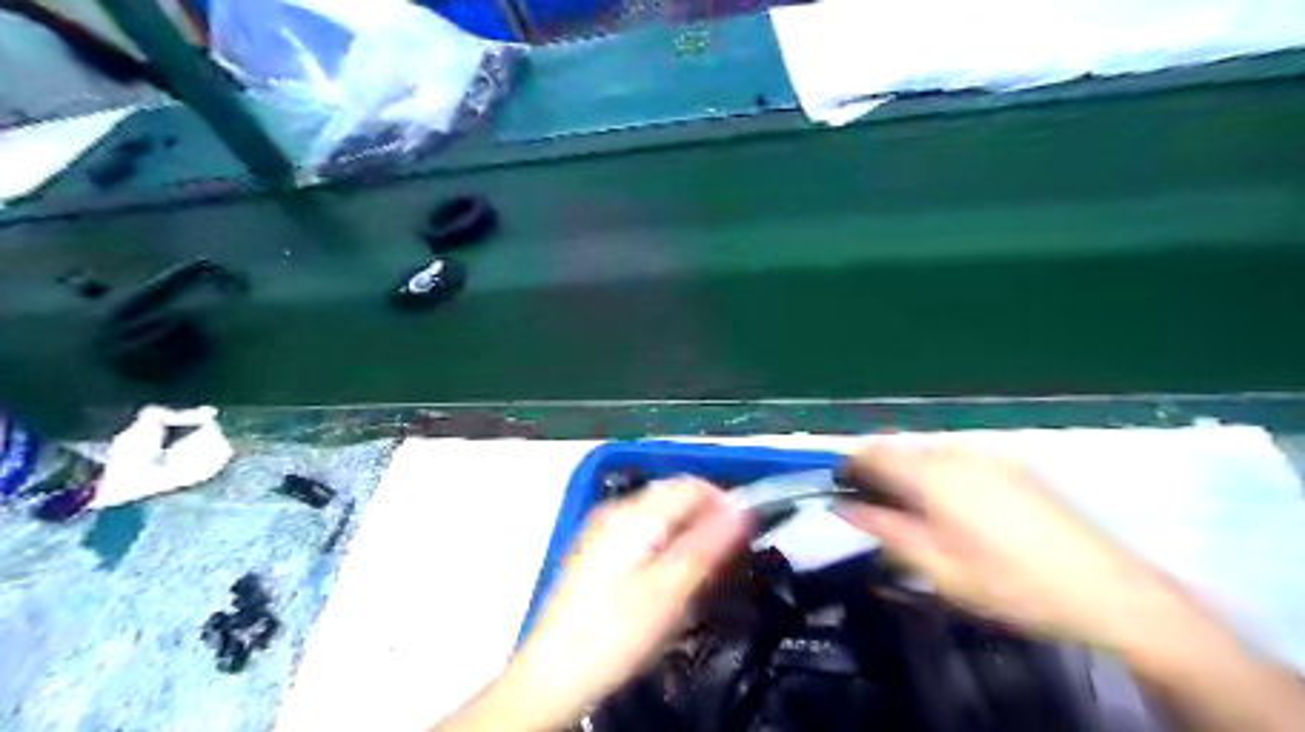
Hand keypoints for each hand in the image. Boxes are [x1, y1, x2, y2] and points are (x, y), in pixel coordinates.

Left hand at [508, 481, 754, 725]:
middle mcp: (616, 510)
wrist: (551, 675)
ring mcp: (601, 529)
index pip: (692, 485)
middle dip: (706, 519)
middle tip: (724, 562)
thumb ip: (707, 544)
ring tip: (698, 575)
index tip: (744, 538)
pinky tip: (664, 579)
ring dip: (686, 533)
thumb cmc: (616, 633)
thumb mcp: (670, 592)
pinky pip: (641, 531)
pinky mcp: (595, 550)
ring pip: (658, 514)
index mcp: (635, 514)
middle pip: (674, 495)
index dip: (725, 504)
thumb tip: (742, 508)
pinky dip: (663, 544)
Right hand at [841, 442, 1178, 648]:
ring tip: (917, 516)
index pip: (872, 451)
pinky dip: (940, 475)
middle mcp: (958, 453)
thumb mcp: (937, 567)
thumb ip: (883, 528)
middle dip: (880, 471)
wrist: (1109, 593)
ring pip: (929, 453)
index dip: (849, 464)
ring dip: (910, 473)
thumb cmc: (1010, 585)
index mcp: (934, 474)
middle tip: (877, 511)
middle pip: (900, 447)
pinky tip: (957, 511)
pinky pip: (957, 459)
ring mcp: (990, 455)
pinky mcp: (1013, 466)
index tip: (839, 487)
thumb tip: (843, 503)